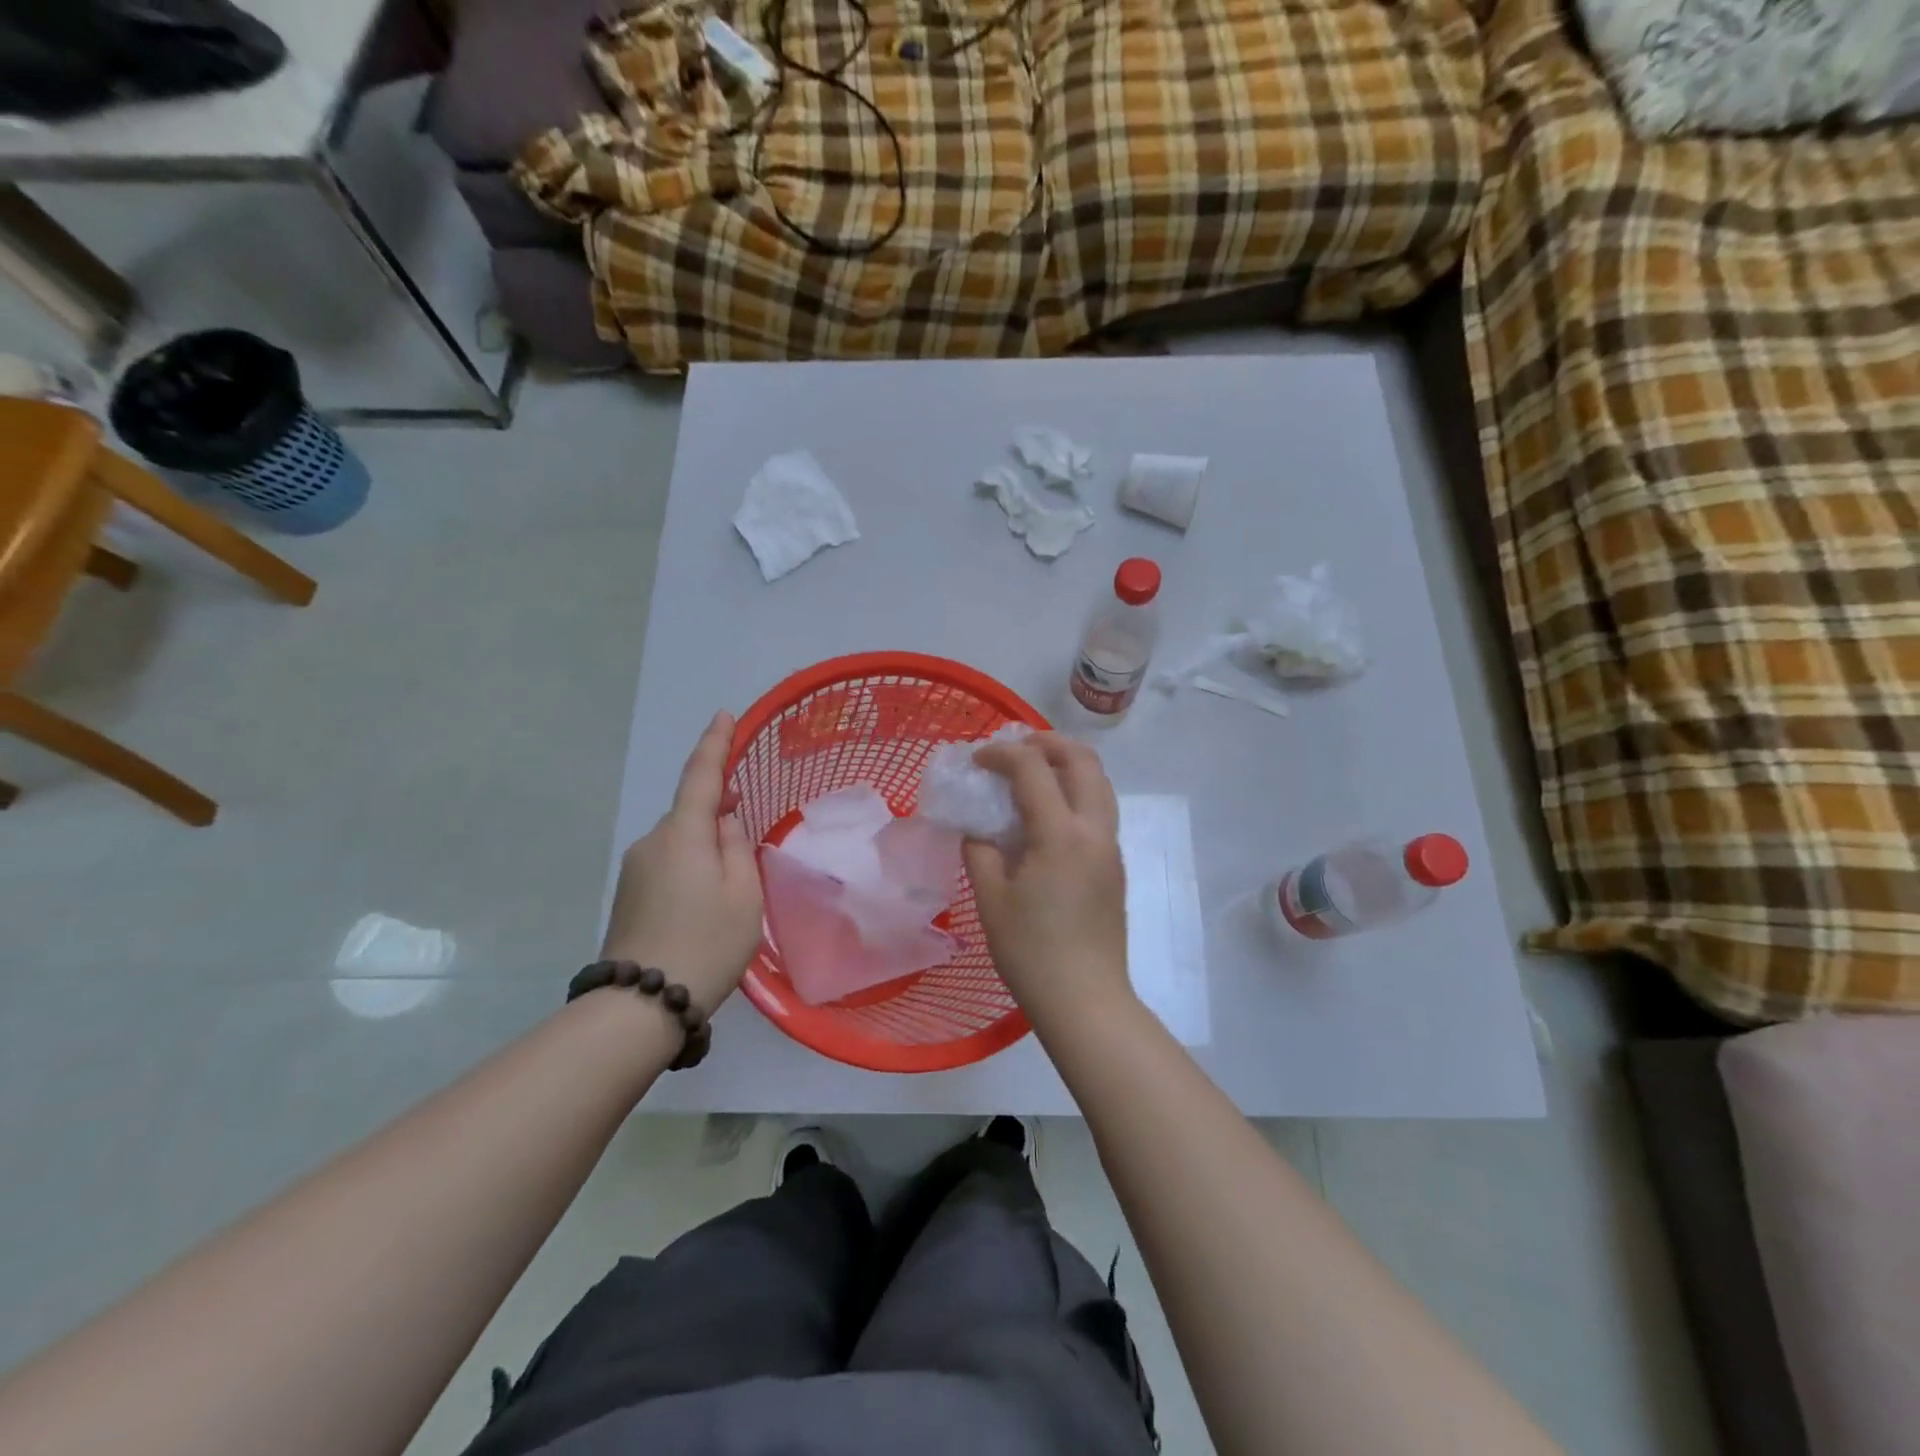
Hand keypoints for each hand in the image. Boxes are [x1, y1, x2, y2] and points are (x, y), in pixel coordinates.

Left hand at [601, 711, 763, 1015]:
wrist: (641, 1005)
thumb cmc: (707, 943)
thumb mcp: (743, 894)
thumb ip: (737, 846)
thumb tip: (723, 822)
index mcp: (683, 834)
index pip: (700, 775)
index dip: (714, 743)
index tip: (723, 715)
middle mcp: (652, 841)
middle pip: (691, 813)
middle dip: (718, 812)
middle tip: (747, 834)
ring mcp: (635, 868)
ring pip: (680, 841)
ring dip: (704, 847)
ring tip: (729, 889)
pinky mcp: (628, 893)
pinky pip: (667, 862)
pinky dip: (689, 867)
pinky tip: (704, 902)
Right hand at [963, 733, 1132, 1027]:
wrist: (1086, 1000)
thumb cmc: (1031, 952)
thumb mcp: (991, 899)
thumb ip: (980, 851)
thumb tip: (978, 829)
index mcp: (1061, 834)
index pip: (1033, 768)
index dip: (1001, 753)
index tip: (976, 760)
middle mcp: (1094, 830)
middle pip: (1083, 760)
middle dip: (1047, 742)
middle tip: (1015, 748)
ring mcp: (1110, 847)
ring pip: (1099, 782)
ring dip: (1067, 764)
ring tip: (1033, 773)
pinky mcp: (1115, 865)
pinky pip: (1100, 808)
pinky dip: (1076, 791)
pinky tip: (1047, 813)